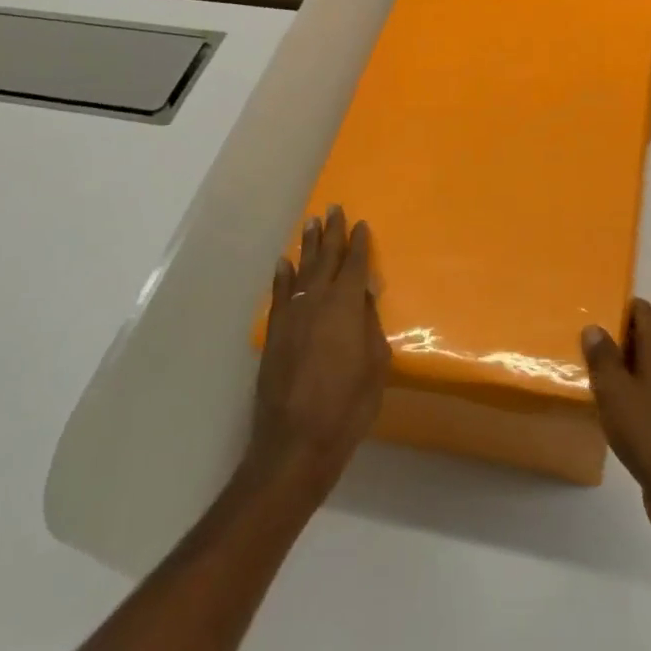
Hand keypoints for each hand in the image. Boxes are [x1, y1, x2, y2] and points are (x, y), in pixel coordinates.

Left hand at [247, 207, 390, 496]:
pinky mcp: (274, 333)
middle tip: (333, 209)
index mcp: (346, 306)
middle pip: (326, 259)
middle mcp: (317, 301)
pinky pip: (279, 294)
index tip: (361, 224)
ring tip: (311, 223)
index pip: (355, 265)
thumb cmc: (348, 405)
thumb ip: (370, 325)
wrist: (296, 441)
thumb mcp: (375, 365)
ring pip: (301, 270)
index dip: (359, 243)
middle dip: (331, 233)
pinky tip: (283, 263)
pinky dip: (282, 276)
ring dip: (307, 246)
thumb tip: (366, 296)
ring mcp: (291, 315)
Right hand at [582, 299, 650, 554]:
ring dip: (629, 370)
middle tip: (585, 350)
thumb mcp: (614, 392)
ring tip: (596, 380)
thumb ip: (602, 356)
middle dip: (619, 340)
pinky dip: (641, 393)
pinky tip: (619, 411)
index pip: (642, 311)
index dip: (616, 310)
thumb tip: (595, 327)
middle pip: (649, 336)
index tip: (590, 319)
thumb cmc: (649, 434)